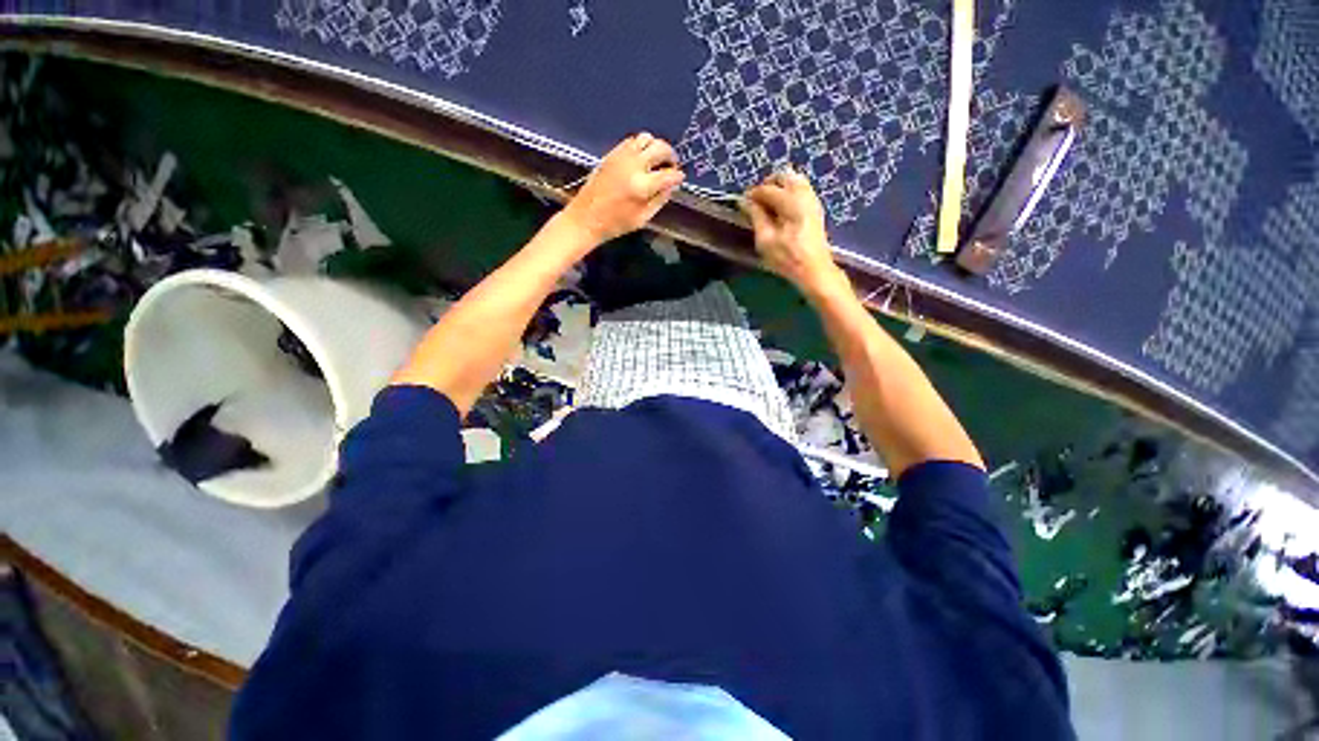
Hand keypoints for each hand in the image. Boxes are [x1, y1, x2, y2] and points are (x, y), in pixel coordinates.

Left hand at [562, 132, 685, 244]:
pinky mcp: (612, 154)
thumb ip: (659, 200)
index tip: (680, 178)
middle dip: (671, 156)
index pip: (668, 174)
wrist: (586, 217)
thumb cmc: (615, 223)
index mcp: (642, 186)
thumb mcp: (642, 218)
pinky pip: (632, 141)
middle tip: (672, 166)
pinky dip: (642, 146)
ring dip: (656, 147)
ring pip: (646, 138)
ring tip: (657, 160)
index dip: (677, 176)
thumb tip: (671, 186)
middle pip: (660, 148)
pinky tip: (642, 159)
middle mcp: (633, 166)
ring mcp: (621, 156)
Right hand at [741, 169, 848, 300]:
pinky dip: (788, 193)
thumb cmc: (787, 258)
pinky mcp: (815, 209)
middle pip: (784, 175)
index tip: (742, 203)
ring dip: (778, 188)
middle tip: (755, 201)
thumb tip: (744, 201)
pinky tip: (779, 211)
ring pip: (794, 180)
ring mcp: (812, 200)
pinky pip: (801, 189)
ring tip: (766, 206)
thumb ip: (755, 216)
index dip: (752, 194)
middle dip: (767, 185)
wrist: (814, 270)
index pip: (768, 189)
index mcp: (792, 202)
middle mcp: (805, 195)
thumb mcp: (766, 240)